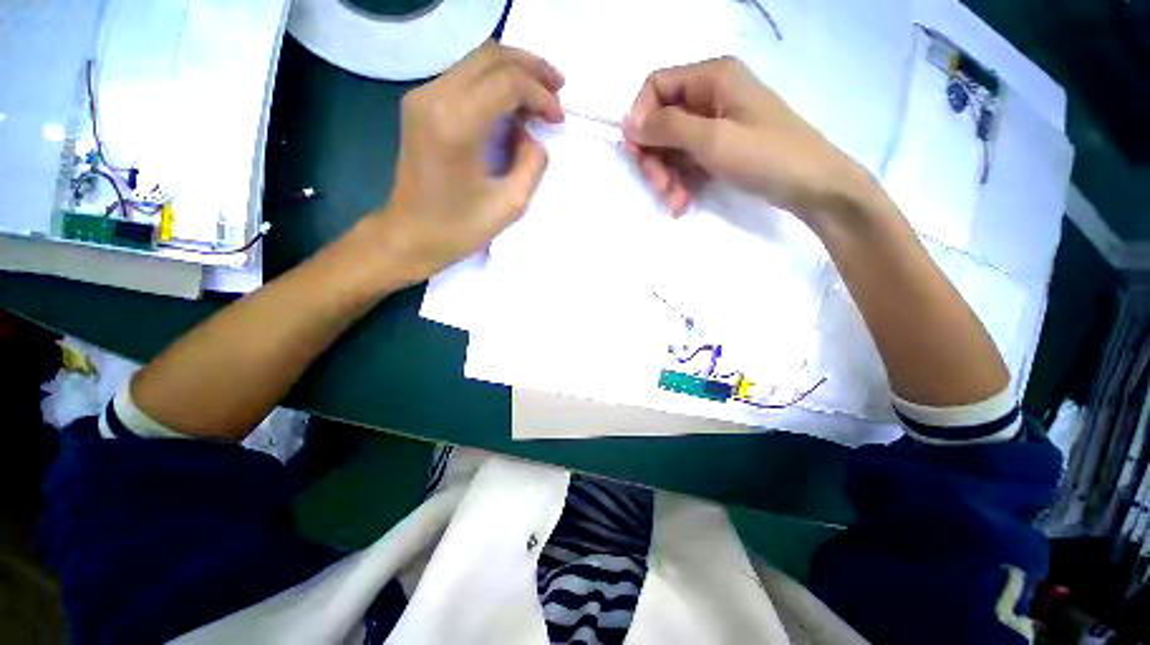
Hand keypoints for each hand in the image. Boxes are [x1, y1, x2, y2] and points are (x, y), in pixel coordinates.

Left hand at [374, 41, 564, 283]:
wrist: (410, 236)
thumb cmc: (459, 228)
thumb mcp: (510, 204)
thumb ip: (531, 163)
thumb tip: (531, 135)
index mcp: (456, 123)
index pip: (508, 82)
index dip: (540, 95)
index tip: (558, 119)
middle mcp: (435, 97)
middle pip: (491, 56)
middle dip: (531, 68)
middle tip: (558, 88)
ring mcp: (422, 97)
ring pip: (477, 61)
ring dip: (514, 72)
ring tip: (541, 94)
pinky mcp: (420, 105)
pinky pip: (465, 77)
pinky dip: (495, 83)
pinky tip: (512, 105)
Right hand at [623, 57, 869, 219]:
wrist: (812, 186)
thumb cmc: (765, 156)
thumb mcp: (712, 139)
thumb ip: (667, 128)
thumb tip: (627, 124)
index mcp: (712, 77)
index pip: (656, 86)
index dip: (640, 118)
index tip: (636, 153)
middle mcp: (711, 95)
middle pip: (662, 121)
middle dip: (655, 157)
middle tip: (660, 186)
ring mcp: (717, 123)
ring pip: (673, 146)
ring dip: (667, 176)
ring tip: (676, 202)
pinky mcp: (721, 148)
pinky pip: (688, 161)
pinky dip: (681, 182)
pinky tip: (683, 203)